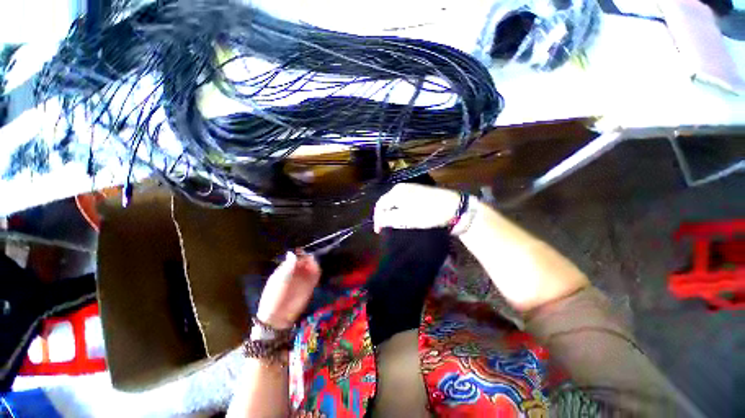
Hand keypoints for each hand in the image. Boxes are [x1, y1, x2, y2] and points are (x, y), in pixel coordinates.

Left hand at [256, 252, 320, 329]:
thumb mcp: (279, 280)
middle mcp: (295, 273)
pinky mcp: (310, 286)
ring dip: (313, 263)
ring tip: (313, 263)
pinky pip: (316, 276)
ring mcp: (303, 280)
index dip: (298, 254)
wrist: (278, 317)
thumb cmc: (274, 297)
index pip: (294, 258)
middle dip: (307, 258)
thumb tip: (292, 253)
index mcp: (285, 270)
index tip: (301, 251)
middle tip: (309, 258)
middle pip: (304, 261)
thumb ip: (287, 267)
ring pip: (311, 267)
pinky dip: (317, 271)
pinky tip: (316, 269)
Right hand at [373, 184, 461, 232]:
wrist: (454, 208)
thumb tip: (379, 220)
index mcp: (397, 191)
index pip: (380, 204)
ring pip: (395, 202)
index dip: (377, 219)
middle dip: (384, 216)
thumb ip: (389, 218)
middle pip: (387, 202)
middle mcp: (402, 187)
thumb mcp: (406, 218)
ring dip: (393, 214)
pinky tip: (405, 218)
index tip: (379, 231)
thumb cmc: (428, 213)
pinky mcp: (419, 193)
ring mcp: (411, 189)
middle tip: (386, 229)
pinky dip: (401, 211)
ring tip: (394, 225)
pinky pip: (404, 202)